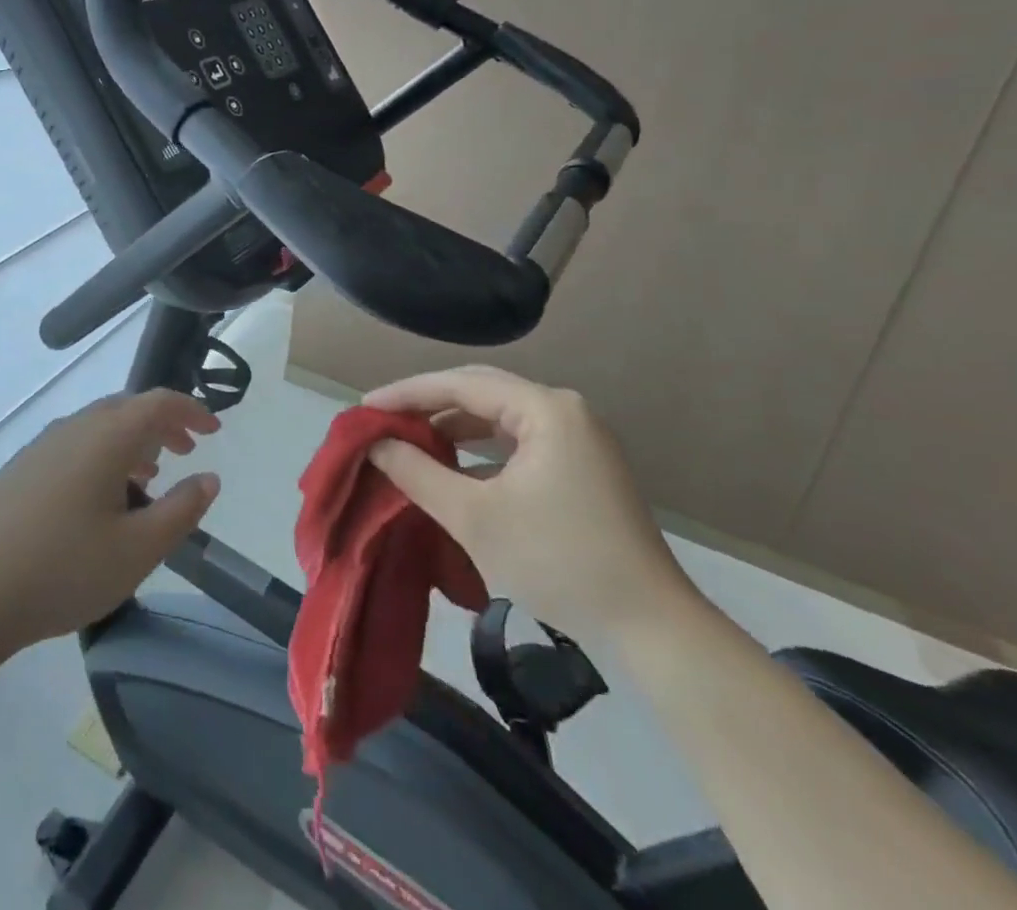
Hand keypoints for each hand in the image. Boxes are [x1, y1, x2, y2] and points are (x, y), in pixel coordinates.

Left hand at [0, 390, 221, 659]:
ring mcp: (41, 446)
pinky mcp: (19, 469)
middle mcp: (73, 427)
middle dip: (162, 425)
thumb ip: (181, 511)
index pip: (158, 402)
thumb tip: (208, 479)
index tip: (215, 430)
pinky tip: (100, 497)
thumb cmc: (63, 569)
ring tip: (148, 476)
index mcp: (106, 436)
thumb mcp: (138, 550)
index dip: (191, 411)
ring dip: (131, 441)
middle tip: (186, 451)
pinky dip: (101, 454)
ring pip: (98, 426)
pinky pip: (74, 444)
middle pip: (127, 408)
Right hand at [364, 365, 699, 645]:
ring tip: (410, 440)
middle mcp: (564, 410)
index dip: (407, 393)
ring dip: (453, 426)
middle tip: (383, 420)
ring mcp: (578, 438)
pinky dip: (480, 449)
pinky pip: (517, 441)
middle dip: (428, 404)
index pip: (460, 385)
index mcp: (545, 409)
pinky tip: (453, 467)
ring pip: (499, 416)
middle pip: (480, 391)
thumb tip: (375, 444)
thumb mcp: (474, 516)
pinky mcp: (582, 466)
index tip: (364, 407)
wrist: (652, 630)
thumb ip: (417, 472)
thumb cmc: (557, 562)